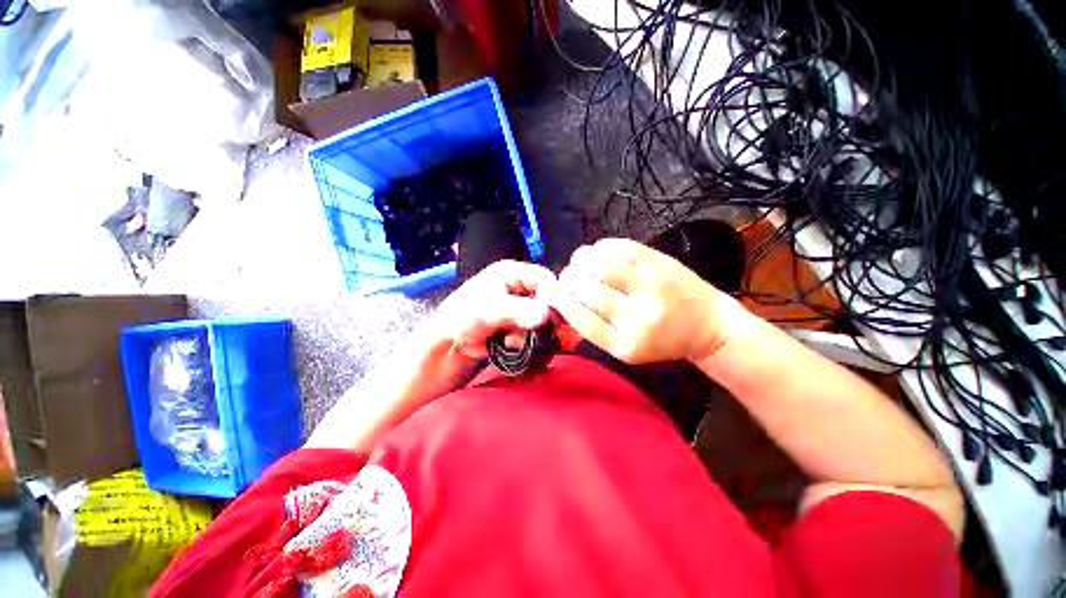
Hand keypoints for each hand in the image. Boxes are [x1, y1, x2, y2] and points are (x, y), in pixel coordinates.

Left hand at [431, 260, 556, 360]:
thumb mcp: (488, 311)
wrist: (447, 347)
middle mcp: (519, 289)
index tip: (551, 318)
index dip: (553, 297)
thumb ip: (518, 311)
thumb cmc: (460, 319)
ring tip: (510, 341)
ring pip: (544, 322)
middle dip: (542, 321)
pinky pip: (536, 335)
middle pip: (548, 302)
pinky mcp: (519, 327)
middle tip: (531, 333)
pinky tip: (513, 348)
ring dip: (533, 336)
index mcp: (512, 273)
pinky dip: (530, 345)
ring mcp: (520, 309)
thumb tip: (545, 315)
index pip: (545, 279)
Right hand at [548, 238, 744, 363]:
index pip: (581, 318)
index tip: (552, 290)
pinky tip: (597, 252)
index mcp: (625, 344)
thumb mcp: (625, 348)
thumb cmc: (662, 341)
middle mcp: (638, 317)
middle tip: (566, 275)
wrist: (709, 327)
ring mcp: (651, 286)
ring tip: (578, 262)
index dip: (561, 299)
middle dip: (569, 279)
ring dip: (581, 259)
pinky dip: (601, 247)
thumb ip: (595, 328)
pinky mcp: (661, 263)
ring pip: (601, 264)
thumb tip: (562, 301)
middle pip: (588, 290)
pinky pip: (621, 247)